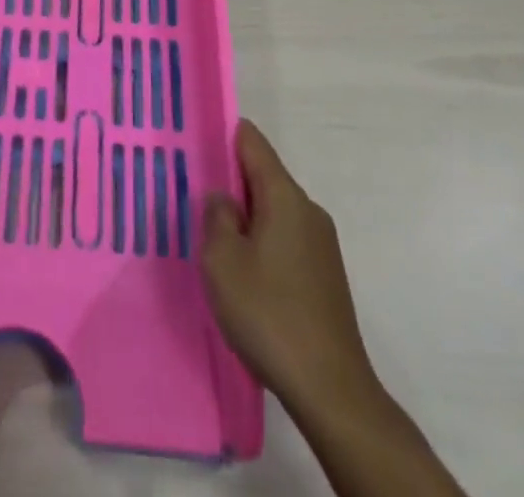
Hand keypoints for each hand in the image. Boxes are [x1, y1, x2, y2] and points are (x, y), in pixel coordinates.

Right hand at [201, 120, 377, 415]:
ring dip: (245, 217)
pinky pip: (285, 238)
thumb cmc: (269, 313)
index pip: (252, 142)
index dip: (223, 134)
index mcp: (285, 196)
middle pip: (263, 176)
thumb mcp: (222, 260)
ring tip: (213, 238)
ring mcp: (321, 244)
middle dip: (230, 181)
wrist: (331, 389)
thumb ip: (216, 216)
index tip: (194, 138)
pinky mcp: (325, 275)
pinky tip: (244, 274)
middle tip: (193, 195)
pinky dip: (262, 242)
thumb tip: (223, 197)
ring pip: (273, 210)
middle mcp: (308, 210)